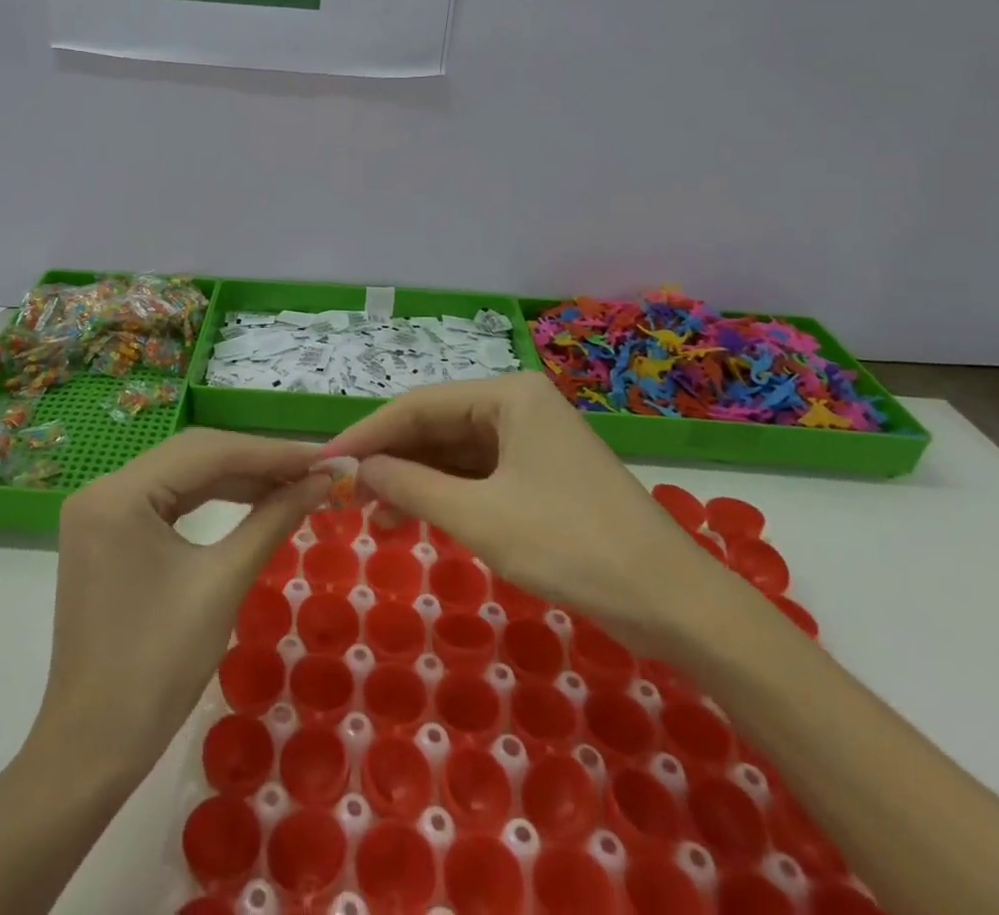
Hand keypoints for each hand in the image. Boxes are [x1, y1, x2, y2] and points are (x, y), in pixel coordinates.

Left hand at [31, 428, 327, 782]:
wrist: (93, 749)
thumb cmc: (158, 669)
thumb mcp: (222, 583)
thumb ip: (272, 520)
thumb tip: (321, 481)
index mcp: (119, 495)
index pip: (207, 453)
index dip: (270, 452)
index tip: (322, 456)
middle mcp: (102, 489)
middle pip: (193, 456)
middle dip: (256, 461)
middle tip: (313, 468)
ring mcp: (101, 511)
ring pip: (182, 475)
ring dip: (238, 478)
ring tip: (293, 483)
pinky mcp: (108, 532)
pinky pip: (168, 499)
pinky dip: (212, 498)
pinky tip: (252, 499)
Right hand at [320, 372, 725, 653]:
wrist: (672, 602)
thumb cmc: (571, 545)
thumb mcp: (480, 518)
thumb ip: (412, 488)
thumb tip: (357, 471)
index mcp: (508, 395)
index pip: (419, 405)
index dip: (369, 434)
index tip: (326, 462)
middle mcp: (518, 405)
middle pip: (437, 426)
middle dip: (392, 460)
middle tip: (344, 494)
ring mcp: (532, 440)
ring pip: (455, 453)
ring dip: (415, 482)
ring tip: (373, 518)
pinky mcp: (541, 474)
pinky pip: (479, 475)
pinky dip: (446, 496)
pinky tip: (416, 519)